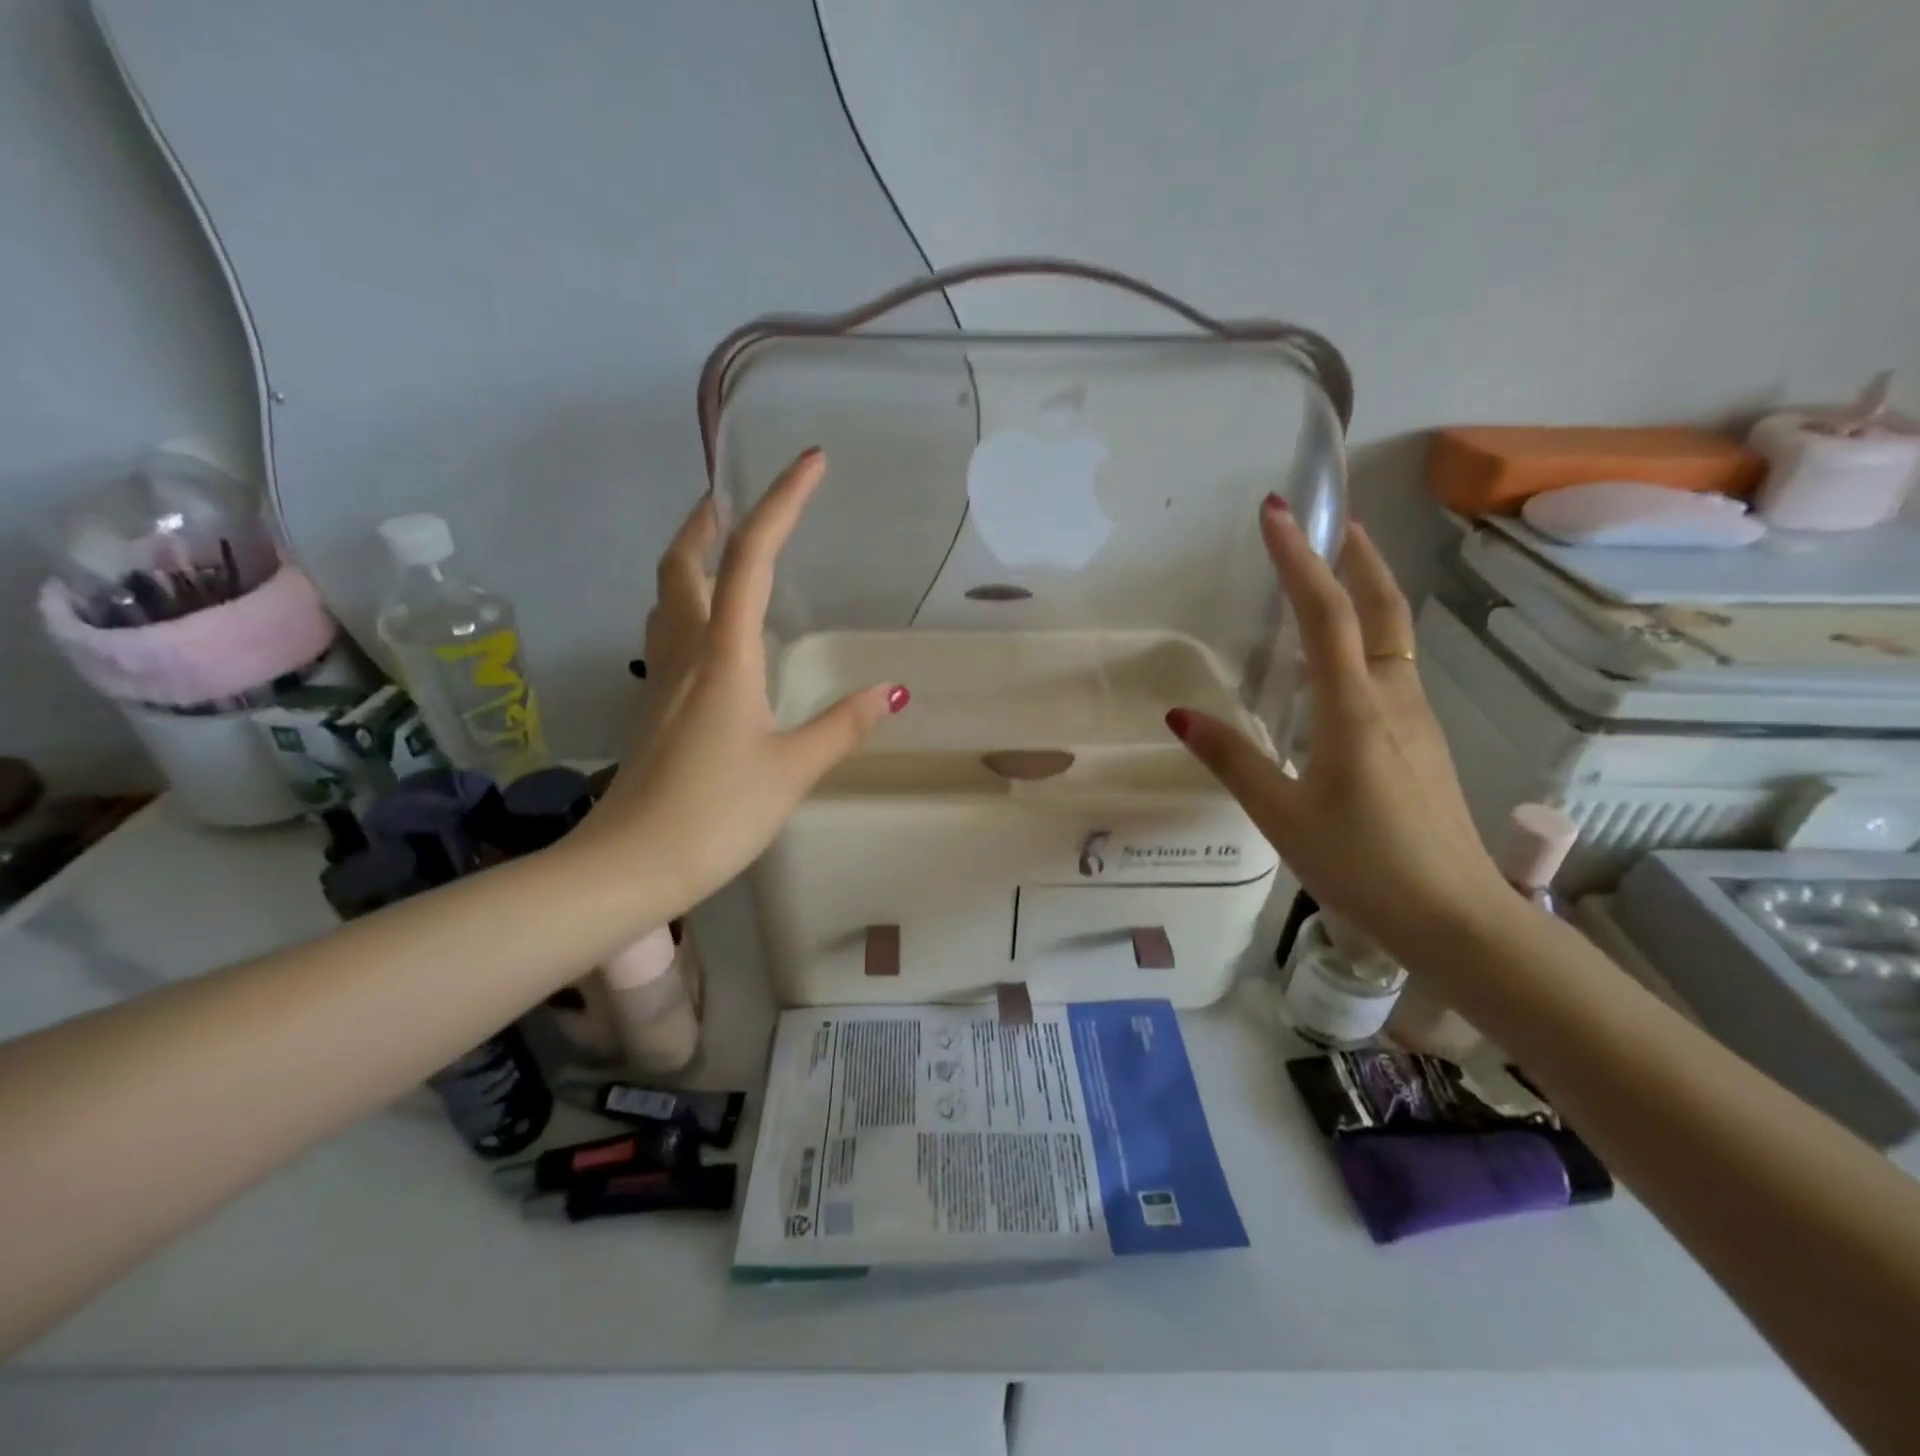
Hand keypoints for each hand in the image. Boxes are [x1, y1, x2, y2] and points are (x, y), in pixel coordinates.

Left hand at [585, 448, 907, 908]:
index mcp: (724, 656)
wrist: (630, 865)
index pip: (751, 559)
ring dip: (690, 558)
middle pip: (683, 563)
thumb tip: (891, 692)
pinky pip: (666, 632)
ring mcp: (660, 679)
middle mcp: (685, 652)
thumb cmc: (716, 813)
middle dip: (709, 518)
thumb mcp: (792, 769)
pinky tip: (711, 630)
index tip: (811, 462)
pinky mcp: (653, 707)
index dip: (781, 504)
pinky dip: (686, 604)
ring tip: (722, 549)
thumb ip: (842, 726)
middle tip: (736, 495)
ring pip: (665, 595)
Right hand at [1166, 496, 1509, 959]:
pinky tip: (1344, 656)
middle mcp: (1393, 698)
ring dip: (1367, 590)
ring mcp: (1416, 717)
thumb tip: (1180, 716)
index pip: (1326, 615)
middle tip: (1330, 518)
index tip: (1276, 512)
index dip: (1299, 559)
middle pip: (1381, 608)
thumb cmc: (1363, 865)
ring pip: (1394, 634)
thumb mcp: (1283, 816)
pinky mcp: (1422, 739)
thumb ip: (1233, 761)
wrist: (1457, 918)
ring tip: (1335, 570)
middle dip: (1357, 555)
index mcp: (1354, 710)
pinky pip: (1392, 666)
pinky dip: (1368, 634)